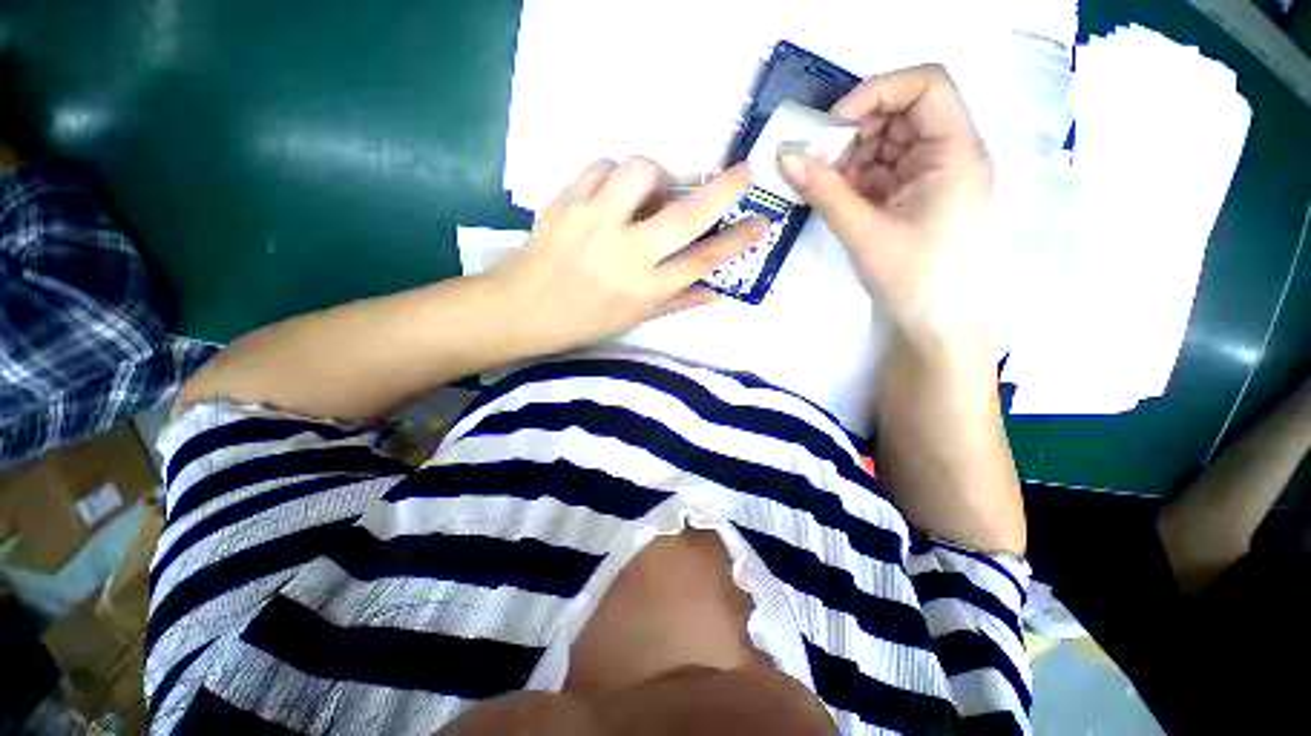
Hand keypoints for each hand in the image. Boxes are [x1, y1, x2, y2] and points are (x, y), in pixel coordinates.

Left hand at [491, 157, 767, 353]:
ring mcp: (594, 223)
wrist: (524, 308)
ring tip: (648, 195)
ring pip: (640, 172)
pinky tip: (613, 194)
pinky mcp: (567, 201)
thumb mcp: (635, 319)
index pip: (702, 261)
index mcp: (644, 289)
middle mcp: (626, 254)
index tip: (761, 221)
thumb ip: (679, 302)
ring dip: (656, 177)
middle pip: (685, 215)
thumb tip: (717, 292)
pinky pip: (602, 166)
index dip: (736, 240)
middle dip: (723, 190)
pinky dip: (615, 175)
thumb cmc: (585, 320)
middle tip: (744, 172)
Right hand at [779, 64, 990, 346]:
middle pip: (902, 112)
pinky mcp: (914, 193)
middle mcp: (949, 153)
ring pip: (886, 141)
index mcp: (955, 153)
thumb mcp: (864, 233)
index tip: (833, 125)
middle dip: (855, 130)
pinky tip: (834, 195)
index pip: (926, 86)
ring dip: (849, 156)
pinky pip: (881, 169)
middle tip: (816, 159)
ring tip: (822, 184)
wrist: (932, 322)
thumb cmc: (911, 279)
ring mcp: (931, 174)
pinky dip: (853, 177)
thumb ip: (824, 192)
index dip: (877, 92)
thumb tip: (785, 158)